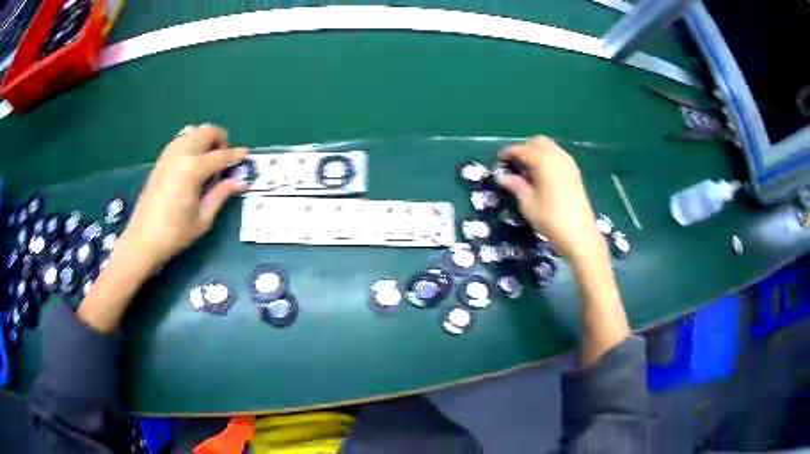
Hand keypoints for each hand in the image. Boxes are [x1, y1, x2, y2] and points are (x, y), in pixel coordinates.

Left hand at [122, 124, 247, 269]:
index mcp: (193, 169)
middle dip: (220, 138)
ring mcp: (168, 155)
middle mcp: (181, 155)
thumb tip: (241, 182)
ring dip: (204, 138)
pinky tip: (192, 160)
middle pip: (205, 132)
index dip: (235, 155)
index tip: (246, 154)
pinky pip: (179, 140)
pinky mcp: (160, 161)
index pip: (220, 155)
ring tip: (209, 157)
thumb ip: (221, 194)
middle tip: (225, 156)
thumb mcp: (203, 218)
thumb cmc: (175, 233)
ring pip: (191, 131)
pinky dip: (190, 142)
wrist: (143, 239)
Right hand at [497, 136, 604, 262]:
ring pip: (550, 147)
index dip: (508, 153)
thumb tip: (502, 176)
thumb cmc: (550, 219)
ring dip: (537, 152)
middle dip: (524, 148)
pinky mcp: (575, 173)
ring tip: (528, 170)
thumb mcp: (528, 203)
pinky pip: (559, 156)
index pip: (521, 149)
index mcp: (543, 161)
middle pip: (538, 142)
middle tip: (514, 164)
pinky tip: (543, 175)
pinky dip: (548, 159)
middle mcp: (557, 156)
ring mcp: (569, 163)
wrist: (580, 235)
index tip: (499, 161)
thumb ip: (515, 185)